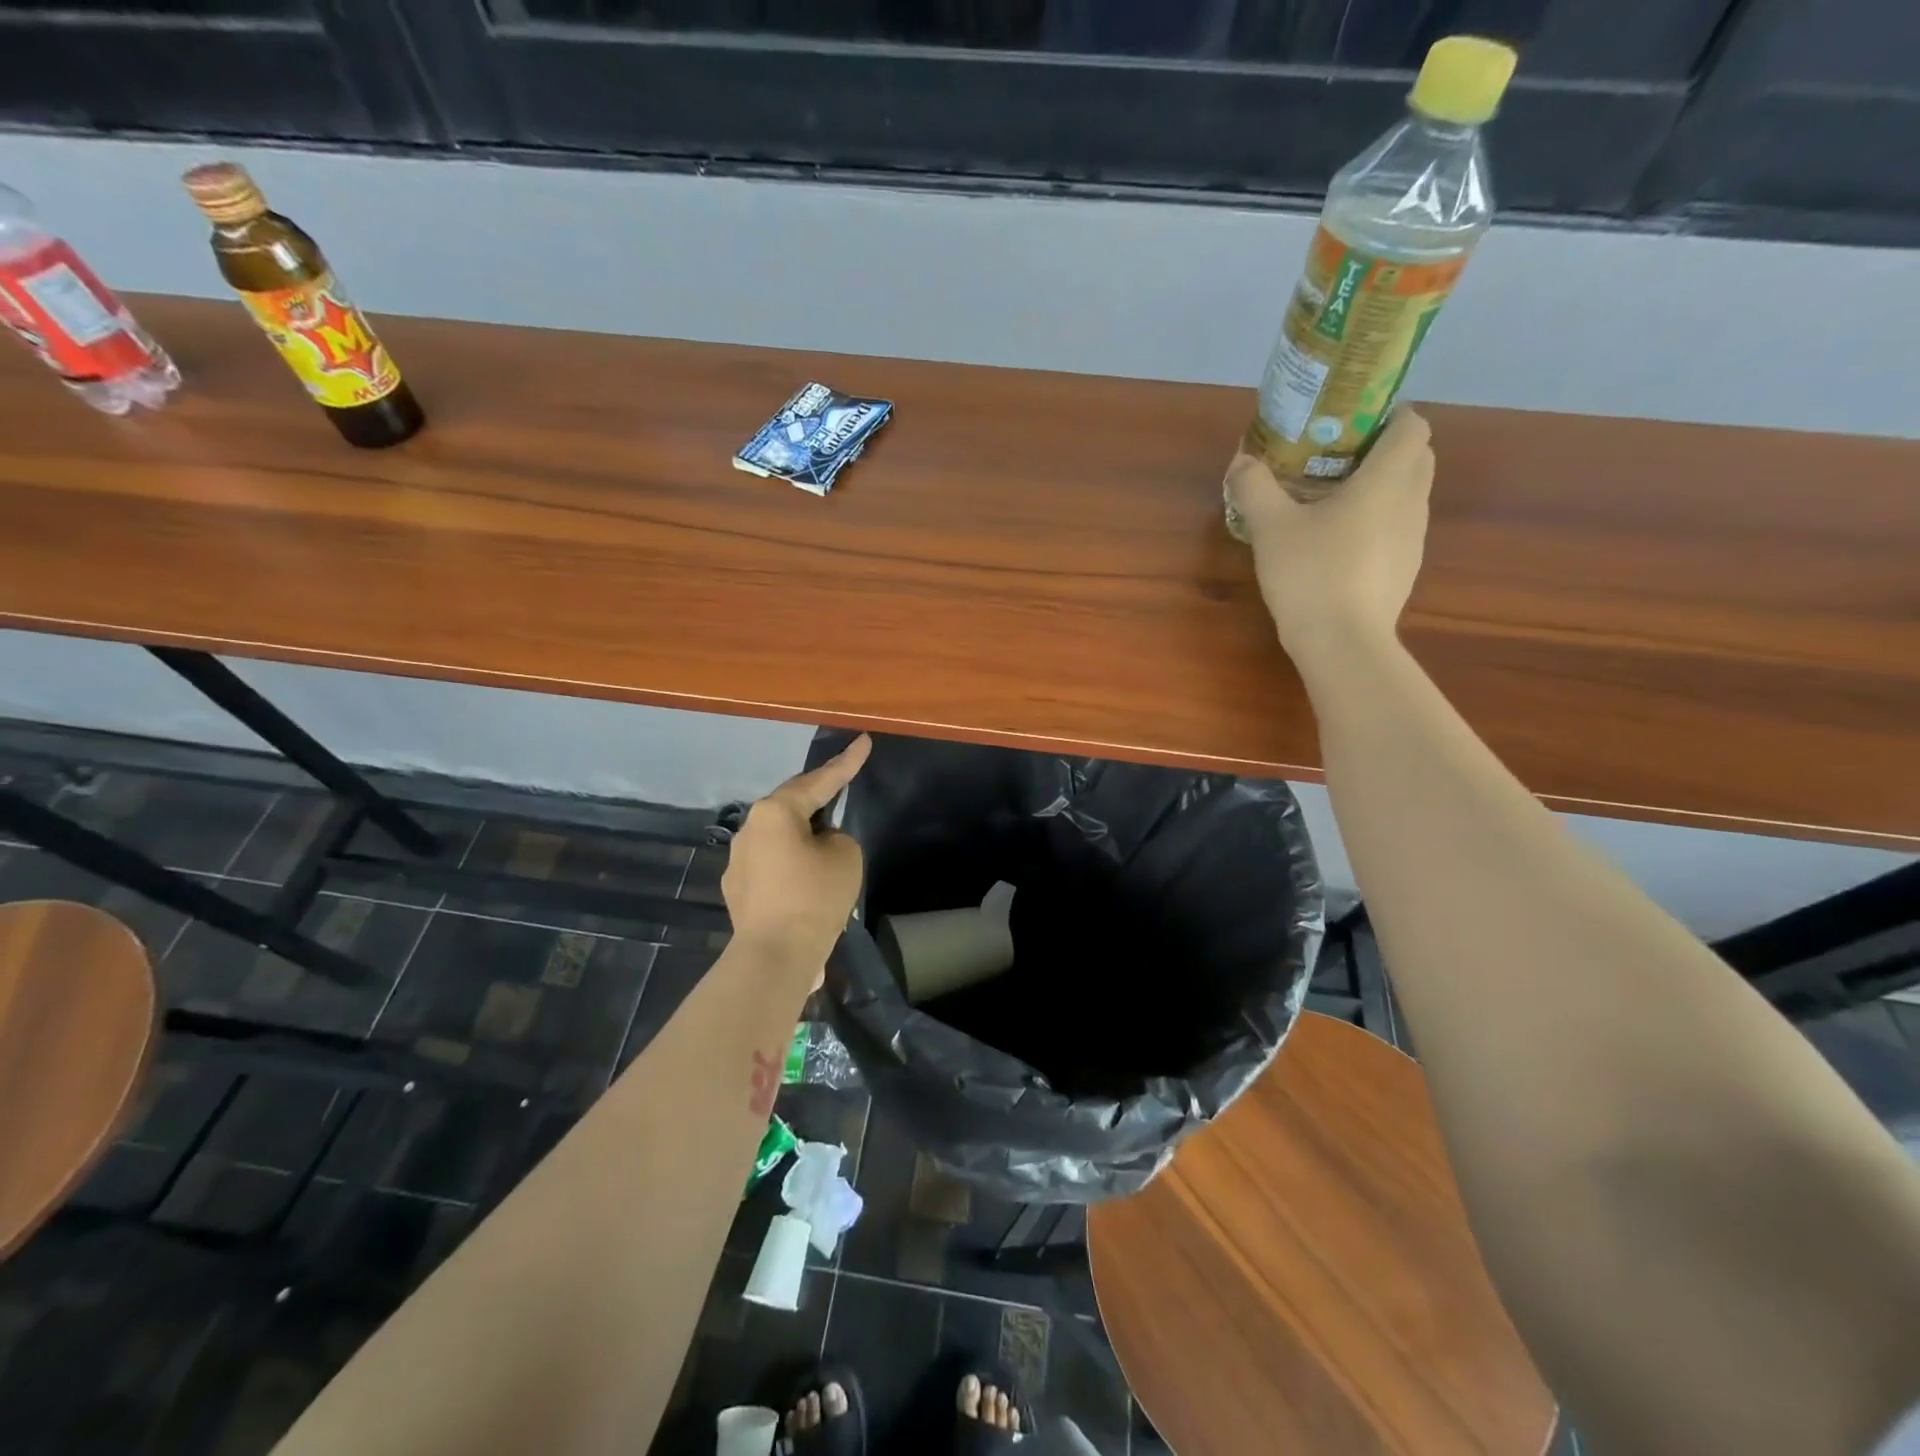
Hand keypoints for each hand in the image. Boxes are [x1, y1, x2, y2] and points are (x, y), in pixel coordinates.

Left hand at [722, 734, 871, 970]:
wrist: (775, 955)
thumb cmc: (815, 896)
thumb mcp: (846, 855)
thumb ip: (836, 837)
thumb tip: (819, 843)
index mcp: (775, 812)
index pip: (819, 780)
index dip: (846, 762)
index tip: (863, 741)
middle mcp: (750, 829)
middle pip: (793, 806)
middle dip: (819, 799)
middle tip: (842, 788)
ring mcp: (738, 861)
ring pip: (780, 838)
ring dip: (804, 838)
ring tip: (827, 851)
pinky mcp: (738, 890)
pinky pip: (772, 866)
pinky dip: (792, 868)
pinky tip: (807, 886)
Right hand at [1225, 409, 1434, 672]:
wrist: (1342, 643)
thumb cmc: (1311, 573)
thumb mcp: (1270, 527)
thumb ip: (1254, 487)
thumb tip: (1242, 460)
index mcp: (1387, 479)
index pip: (1412, 424)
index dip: (1388, 414)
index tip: (1350, 424)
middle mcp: (1412, 502)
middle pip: (1416, 456)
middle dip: (1383, 448)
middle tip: (1336, 458)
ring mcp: (1413, 539)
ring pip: (1408, 494)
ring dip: (1380, 487)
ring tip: (1332, 500)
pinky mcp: (1404, 569)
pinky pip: (1397, 528)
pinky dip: (1376, 521)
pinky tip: (1338, 543)